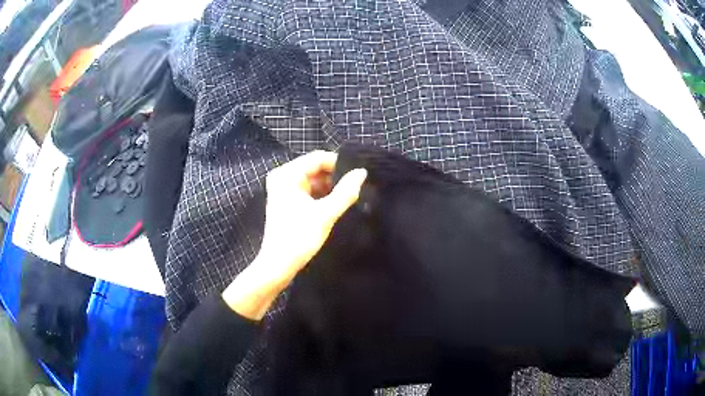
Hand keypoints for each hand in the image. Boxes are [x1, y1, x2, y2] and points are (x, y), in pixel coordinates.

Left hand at [223, 151, 366, 319]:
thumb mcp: (326, 214)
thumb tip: (362, 172)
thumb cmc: (299, 238)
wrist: (278, 264)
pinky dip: (321, 195)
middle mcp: (282, 177)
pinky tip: (334, 204)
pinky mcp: (286, 201)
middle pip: (315, 168)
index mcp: (287, 174)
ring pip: (312, 180)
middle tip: (355, 188)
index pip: (318, 158)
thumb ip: (346, 192)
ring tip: (348, 196)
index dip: (339, 164)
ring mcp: (282, 189)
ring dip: (329, 187)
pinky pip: (307, 190)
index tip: (357, 176)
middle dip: (335, 177)